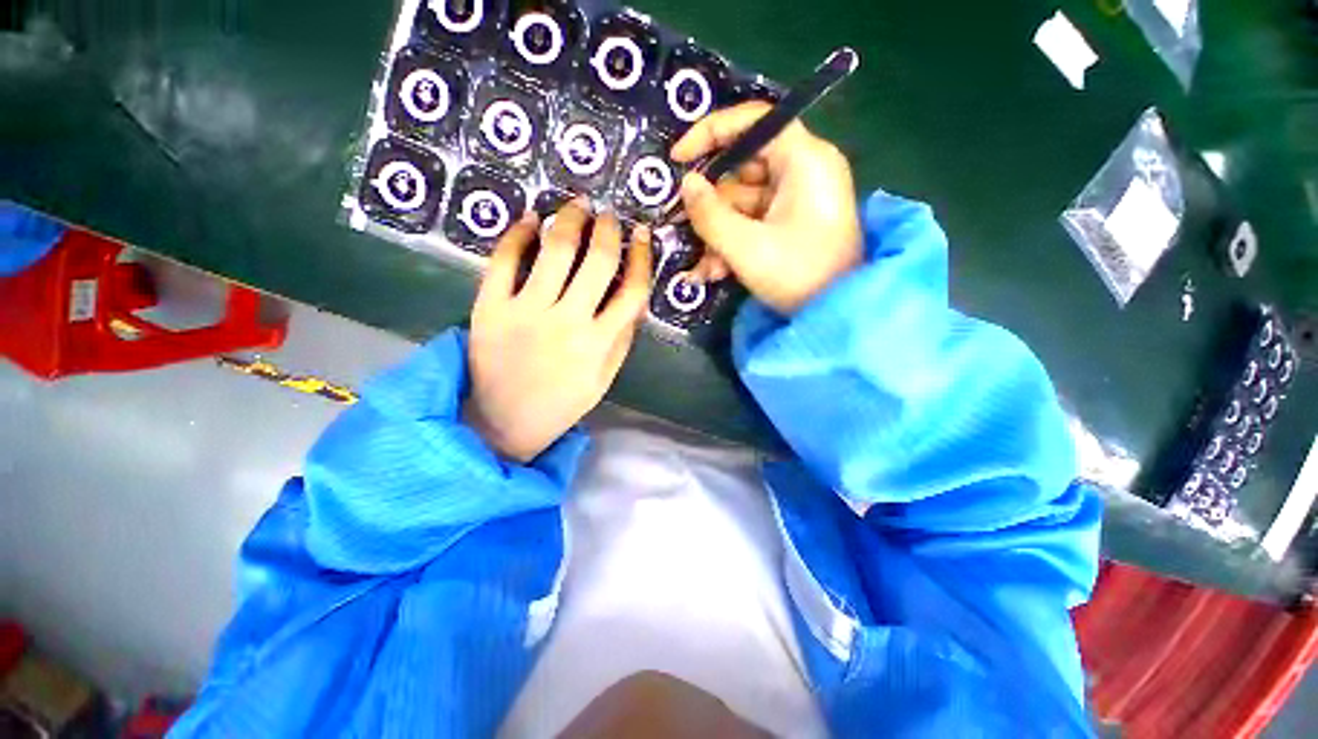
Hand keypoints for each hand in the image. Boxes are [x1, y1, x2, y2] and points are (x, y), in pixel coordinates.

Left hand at [464, 201, 652, 461]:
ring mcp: (525, 312)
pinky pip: (503, 260)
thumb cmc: (562, 402)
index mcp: (599, 343)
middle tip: (608, 216)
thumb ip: (622, 336)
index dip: (641, 257)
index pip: (632, 289)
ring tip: (576, 205)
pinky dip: (516, 234)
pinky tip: (529, 220)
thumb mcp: (604, 377)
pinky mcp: (489, 308)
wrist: (504, 421)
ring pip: (554, 251)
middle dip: (608, 230)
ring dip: (569, 220)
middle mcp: (566, 322)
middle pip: (597, 261)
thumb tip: (635, 294)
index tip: (641, 235)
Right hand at [671, 102, 862, 314]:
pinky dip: (733, 243)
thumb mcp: (746, 248)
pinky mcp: (791, 222)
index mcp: (803, 160)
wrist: (837, 314)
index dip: (711, 132)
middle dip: (712, 207)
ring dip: (718, 235)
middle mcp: (802, 170)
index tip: (679, 158)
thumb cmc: (798, 276)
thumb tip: (687, 185)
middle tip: (685, 228)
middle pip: (742, 169)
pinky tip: (718, 272)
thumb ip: (710, 214)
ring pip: (742, 202)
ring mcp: (797, 198)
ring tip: (707, 269)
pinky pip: (753, 221)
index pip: (754, 121)